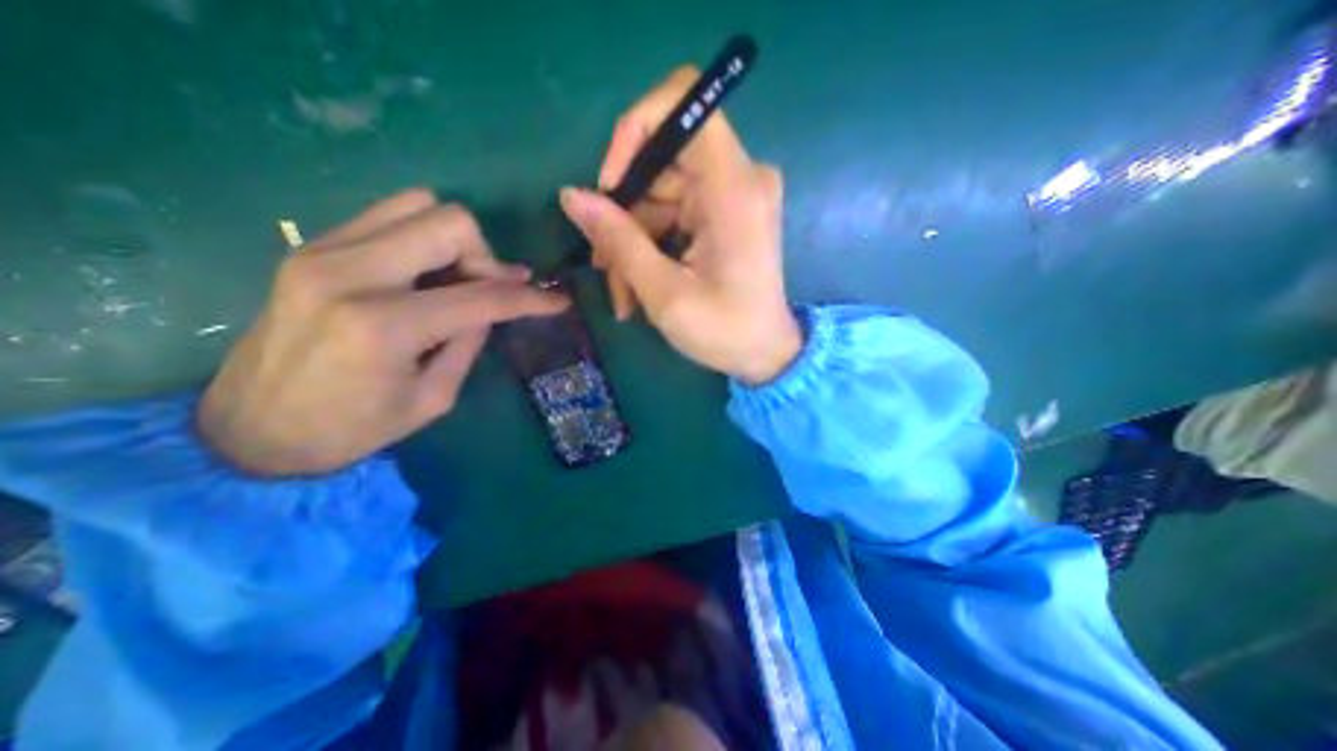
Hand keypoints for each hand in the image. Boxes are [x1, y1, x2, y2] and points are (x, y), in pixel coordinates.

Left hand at [198, 188, 566, 476]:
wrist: (250, 432)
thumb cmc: (352, 429)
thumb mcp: (433, 398)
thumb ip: (468, 343)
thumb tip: (492, 307)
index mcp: (384, 325)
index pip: (482, 295)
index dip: (530, 298)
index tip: (558, 301)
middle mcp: (350, 273)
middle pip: (449, 223)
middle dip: (488, 257)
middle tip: (493, 289)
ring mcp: (322, 251)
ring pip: (417, 204)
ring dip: (455, 240)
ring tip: (459, 277)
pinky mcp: (310, 247)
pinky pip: (387, 216)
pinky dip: (422, 237)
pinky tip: (426, 272)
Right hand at [560, 67, 796, 384]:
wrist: (763, 354)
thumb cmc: (723, 331)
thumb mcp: (665, 293)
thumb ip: (619, 240)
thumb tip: (571, 195)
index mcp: (734, 188)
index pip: (684, 102)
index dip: (636, 131)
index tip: (609, 187)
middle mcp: (738, 179)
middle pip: (661, 163)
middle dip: (624, 215)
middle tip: (604, 267)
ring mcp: (731, 196)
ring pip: (659, 196)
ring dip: (632, 242)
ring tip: (623, 294)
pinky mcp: (723, 215)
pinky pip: (672, 214)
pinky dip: (650, 247)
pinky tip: (637, 287)